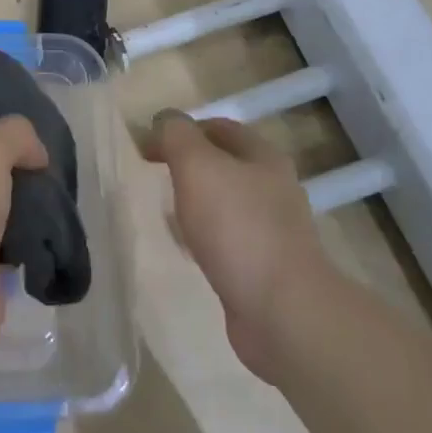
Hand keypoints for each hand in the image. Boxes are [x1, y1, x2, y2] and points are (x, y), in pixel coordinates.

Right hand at [144, 111, 332, 377]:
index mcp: (263, 157)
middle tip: (155, 178)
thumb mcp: (197, 165)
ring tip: (167, 213)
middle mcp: (273, 189)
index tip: (148, 148)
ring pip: (225, 204)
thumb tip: (163, 120)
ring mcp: (273, 231)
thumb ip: (176, 135)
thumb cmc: (237, 227)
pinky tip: (188, 250)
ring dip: (196, 203)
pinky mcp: (265, 267)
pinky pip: (227, 241)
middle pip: (224, 165)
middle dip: (188, 167)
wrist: (282, 311)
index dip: (182, 130)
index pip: (219, 127)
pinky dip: (205, 238)